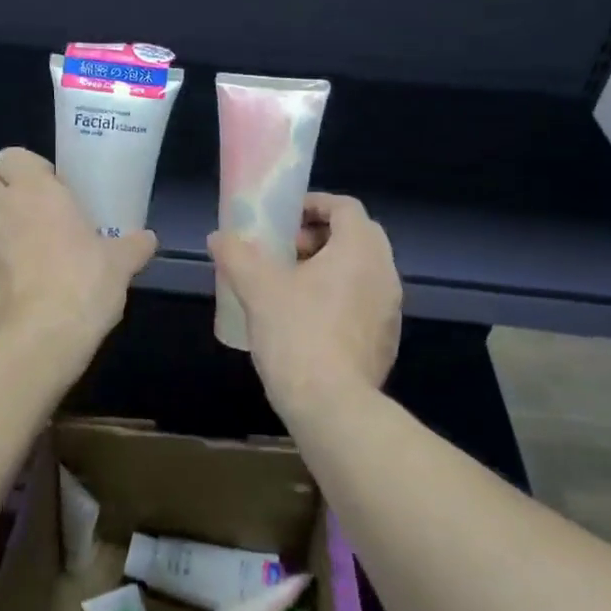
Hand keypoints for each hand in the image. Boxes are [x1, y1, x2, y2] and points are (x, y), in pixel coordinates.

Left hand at [0, 148, 156, 354]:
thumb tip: (148, 239)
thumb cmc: (83, 282)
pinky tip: (38, 290)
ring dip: (15, 232)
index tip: (54, 185)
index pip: (11, 156)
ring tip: (50, 257)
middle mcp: (5, 212)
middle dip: (16, 194)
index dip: (29, 167)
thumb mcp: (121, 263)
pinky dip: (11, 267)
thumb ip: (134, 245)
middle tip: (51, 214)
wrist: (41, 340)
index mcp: (36, 193)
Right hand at [208, 193, 401, 416]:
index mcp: (360, 249)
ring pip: (362, 271)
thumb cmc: (297, 333)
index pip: (346, 207)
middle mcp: (384, 272)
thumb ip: (237, 255)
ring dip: (330, 267)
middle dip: (321, 236)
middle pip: (358, 236)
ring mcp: (391, 309)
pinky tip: (308, 320)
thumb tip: (219, 237)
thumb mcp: (257, 288)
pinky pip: (364, 302)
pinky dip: (340, 296)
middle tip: (287, 251)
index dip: (314, 204)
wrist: (332, 405)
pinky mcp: (386, 340)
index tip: (285, 219)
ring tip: (292, 285)